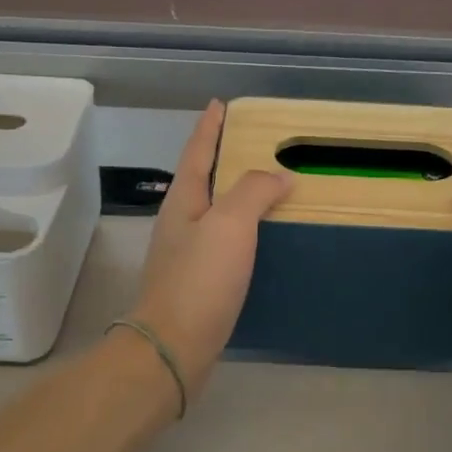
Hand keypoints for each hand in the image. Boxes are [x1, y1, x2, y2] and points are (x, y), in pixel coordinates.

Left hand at [130, 101, 291, 397]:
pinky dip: (244, 230)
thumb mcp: (229, 225)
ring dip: (236, 195)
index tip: (220, 104)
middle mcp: (180, 223)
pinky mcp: (199, 283)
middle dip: (224, 158)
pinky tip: (262, 239)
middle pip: (202, 180)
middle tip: (257, 144)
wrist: (174, 346)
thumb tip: (278, 176)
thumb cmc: (199, 280)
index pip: (196, 152)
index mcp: (183, 202)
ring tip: (268, 187)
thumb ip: (253, 192)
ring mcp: (187, 255)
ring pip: (215, 212)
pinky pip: (225, 242)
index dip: (209, 127)